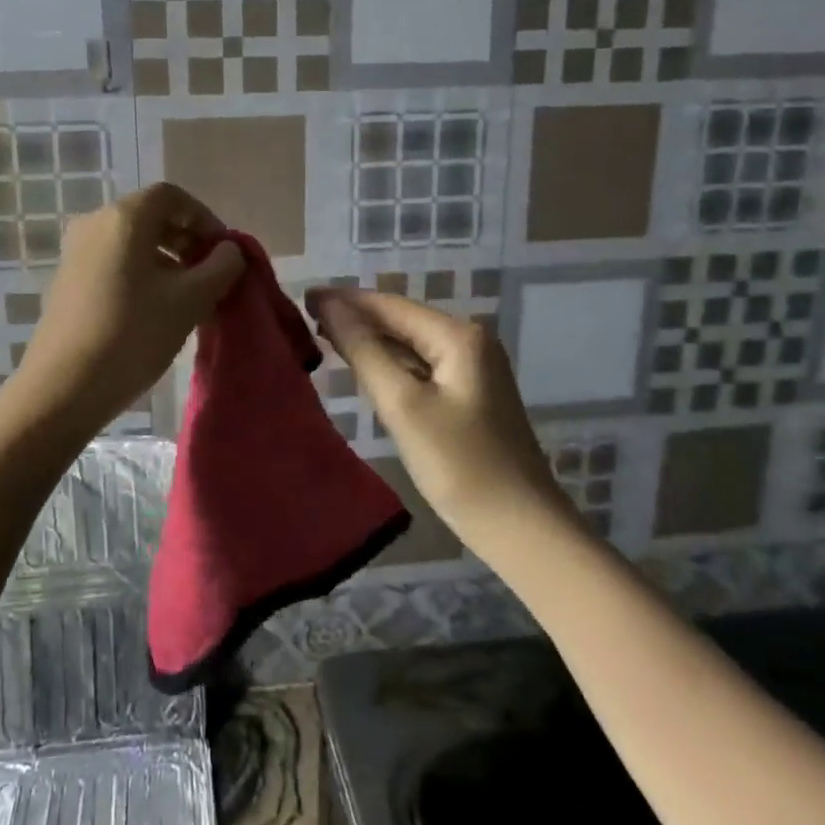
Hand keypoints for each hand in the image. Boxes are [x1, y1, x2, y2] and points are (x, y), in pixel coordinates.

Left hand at [16, 183, 244, 429]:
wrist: (63, 388)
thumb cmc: (133, 335)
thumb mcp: (190, 301)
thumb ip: (221, 268)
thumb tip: (230, 251)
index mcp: (124, 218)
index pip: (172, 197)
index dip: (205, 219)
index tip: (224, 253)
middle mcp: (94, 224)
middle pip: (150, 217)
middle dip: (187, 240)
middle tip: (212, 276)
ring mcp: (75, 253)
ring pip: (132, 242)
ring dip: (167, 260)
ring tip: (189, 297)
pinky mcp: (67, 281)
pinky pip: (114, 262)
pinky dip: (142, 274)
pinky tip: (156, 310)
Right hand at [306, 287, 569, 535]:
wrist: (520, 527)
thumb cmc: (459, 465)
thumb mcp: (403, 405)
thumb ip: (364, 351)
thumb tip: (330, 306)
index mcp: (458, 337)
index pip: (390, 306)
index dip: (345, 300)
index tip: (304, 297)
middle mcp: (470, 343)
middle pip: (402, 321)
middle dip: (356, 317)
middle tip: (305, 318)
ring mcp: (473, 370)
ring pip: (410, 344)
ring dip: (371, 340)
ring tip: (323, 336)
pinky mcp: (469, 397)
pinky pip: (420, 368)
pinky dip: (390, 364)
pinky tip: (363, 367)